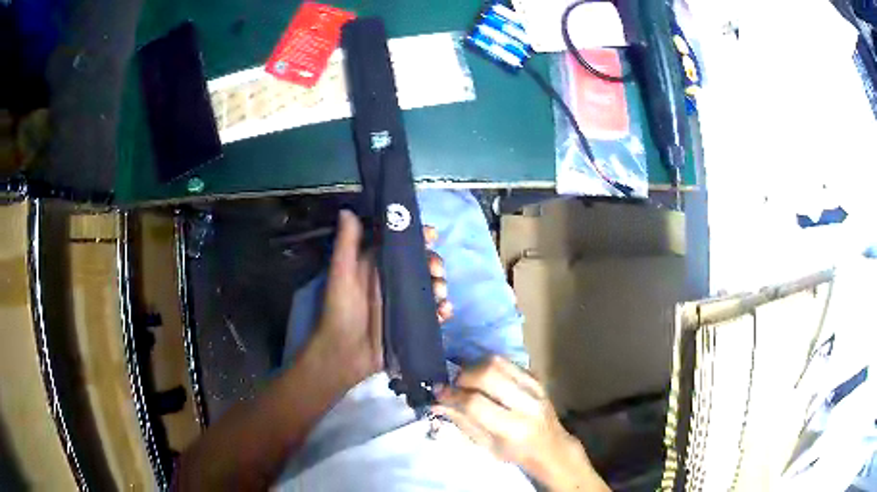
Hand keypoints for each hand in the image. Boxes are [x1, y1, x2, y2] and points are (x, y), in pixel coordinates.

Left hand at [310, 212, 453, 389]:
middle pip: (421, 264)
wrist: (345, 353)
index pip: (401, 244)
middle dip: (434, 263)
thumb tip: (348, 210)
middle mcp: (392, 280)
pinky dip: (442, 310)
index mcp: (376, 264)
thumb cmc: (341, 310)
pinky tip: (444, 312)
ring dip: (440, 286)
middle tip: (437, 270)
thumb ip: (347, 244)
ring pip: (430, 286)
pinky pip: (433, 312)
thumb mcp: (342, 274)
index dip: (418, 237)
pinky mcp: (411, 322)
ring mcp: (403, 302)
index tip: (432, 235)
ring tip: (440, 294)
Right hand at [433, 356, 608, 491]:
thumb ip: (462, 421)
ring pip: (498, 361)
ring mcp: (534, 386)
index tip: (438, 391)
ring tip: (467, 379)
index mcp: (512, 427)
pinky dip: (490, 365)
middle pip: (488, 373)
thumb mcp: (485, 445)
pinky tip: (484, 378)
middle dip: (463, 375)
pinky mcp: (537, 377)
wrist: (551, 446)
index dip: (452, 394)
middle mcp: (525, 403)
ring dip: (475, 366)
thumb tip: (436, 402)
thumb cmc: (515, 453)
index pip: (475, 402)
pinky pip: (508, 361)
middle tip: (454, 384)